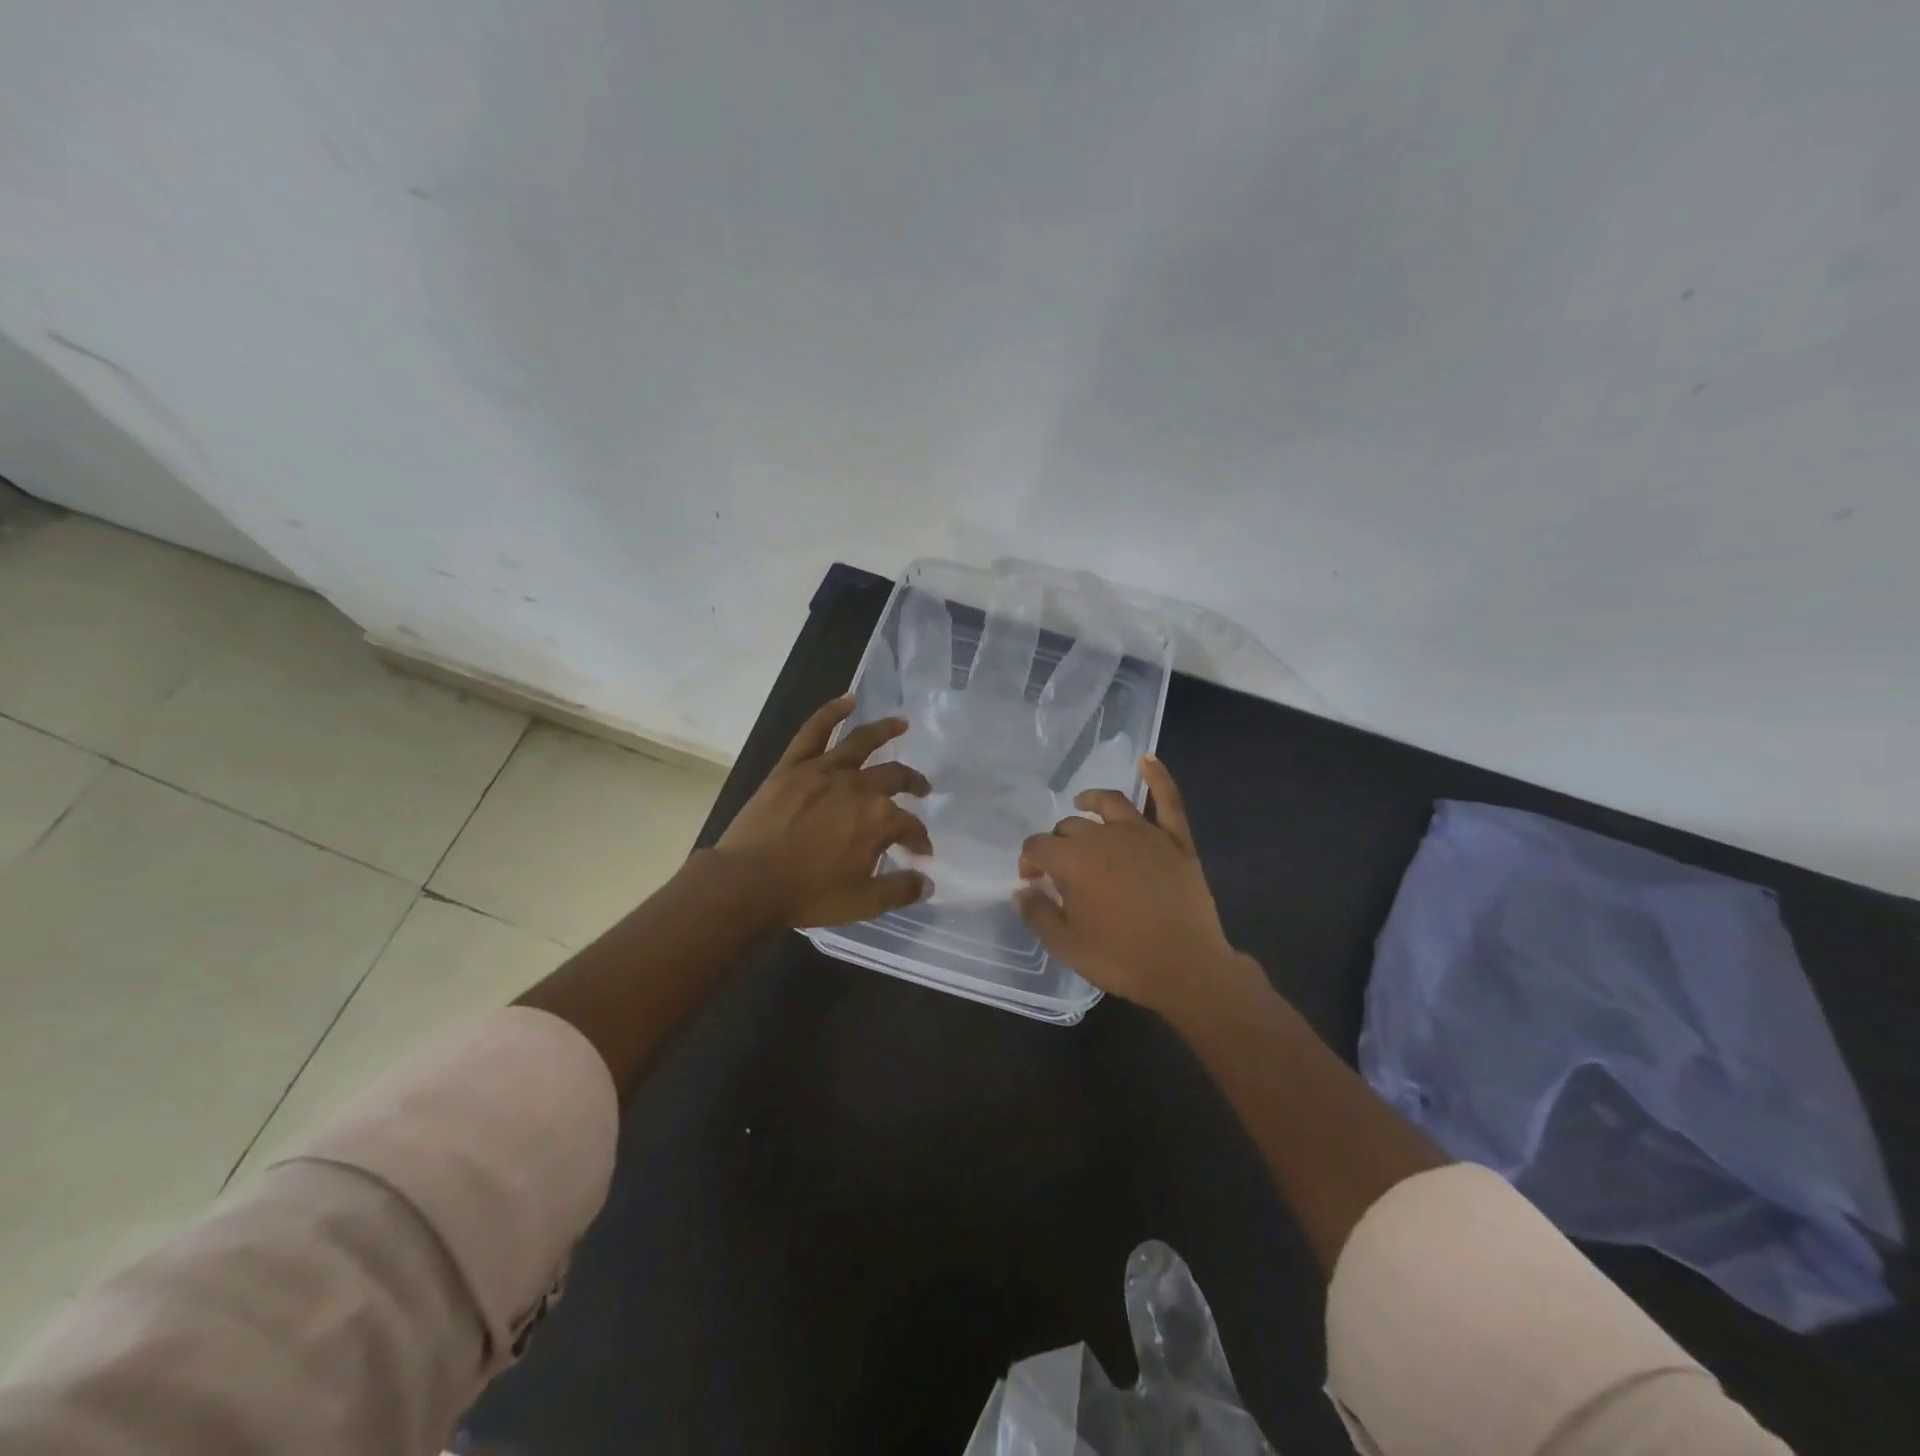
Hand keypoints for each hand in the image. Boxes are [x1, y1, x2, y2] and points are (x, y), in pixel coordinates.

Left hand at [716, 695, 932, 928]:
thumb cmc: (808, 894)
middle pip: (894, 777)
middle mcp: (857, 787)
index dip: (919, 839)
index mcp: (878, 819)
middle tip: (922, 789)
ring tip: (901, 723)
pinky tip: (848, 700)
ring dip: (885, 730)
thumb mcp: (863, 902)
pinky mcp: (792, 766)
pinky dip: (831, 712)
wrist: (748, 883)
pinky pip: (814, 731)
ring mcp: (823, 771)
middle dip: (913, 783)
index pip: (910, 826)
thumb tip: (927, 881)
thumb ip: (900, 889)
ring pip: (861, 742)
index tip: (920, 853)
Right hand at [1015, 756, 1246, 1018]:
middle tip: (1060, 867)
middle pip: (1071, 826)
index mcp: (1073, 861)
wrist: (1187, 969)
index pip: (1038, 847)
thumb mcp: (1066, 945)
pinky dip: (1158, 777)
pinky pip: (1167, 801)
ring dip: (1091, 801)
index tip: (1031, 881)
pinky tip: (1147, 759)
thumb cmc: (1121, 958)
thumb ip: (1038, 914)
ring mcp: (1144, 834)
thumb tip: (1021, 891)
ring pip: (1110, 803)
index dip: (1029, 861)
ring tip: (1083, 803)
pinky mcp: (1176, 840)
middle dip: (1058, 842)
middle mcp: (1104, 836)